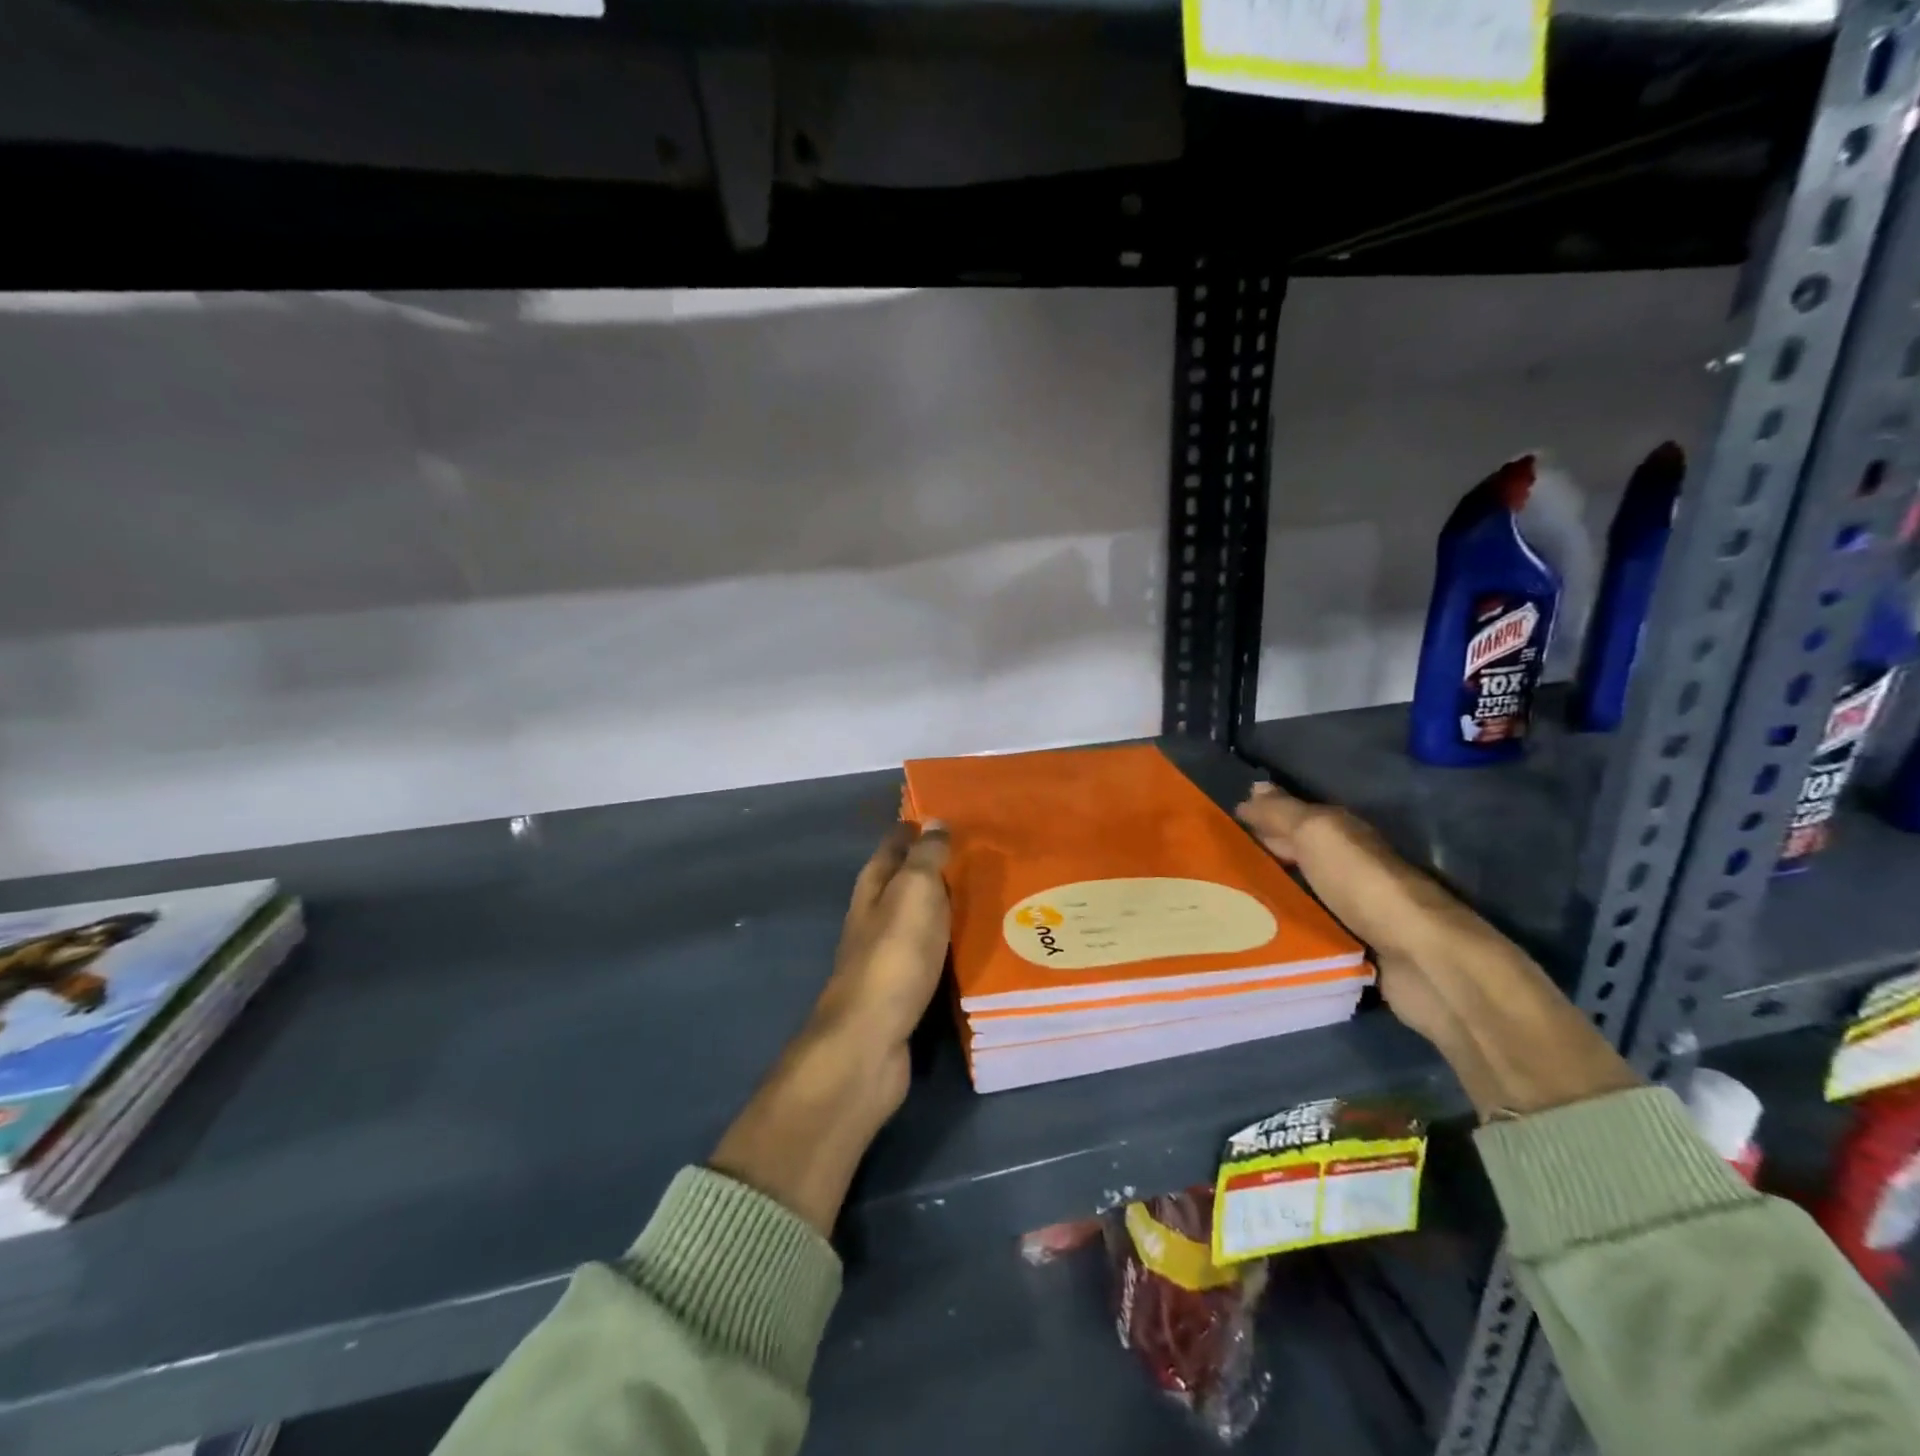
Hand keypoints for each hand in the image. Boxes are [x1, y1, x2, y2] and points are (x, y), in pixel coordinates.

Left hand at [810, 821, 952, 1113]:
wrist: (871, 1039)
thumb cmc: (894, 955)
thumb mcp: (913, 893)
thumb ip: (925, 858)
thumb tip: (934, 821)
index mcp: (873, 888)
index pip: (893, 846)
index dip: (914, 829)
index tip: (946, 815)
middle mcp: (875, 917)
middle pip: (903, 881)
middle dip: (933, 866)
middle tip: (980, 854)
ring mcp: (887, 955)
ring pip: (919, 918)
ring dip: (945, 905)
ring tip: (989, 894)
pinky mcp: (903, 988)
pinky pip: (932, 952)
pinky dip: (951, 941)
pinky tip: (976, 943)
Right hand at [1236, 782, 1639, 1117]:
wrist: (1423, 958)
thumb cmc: (1365, 885)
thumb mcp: (1318, 834)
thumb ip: (1283, 813)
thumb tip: (1253, 789)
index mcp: (1341, 834)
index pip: (1292, 818)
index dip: (1259, 818)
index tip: (1217, 828)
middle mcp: (1347, 866)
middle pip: (1297, 855)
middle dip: (1261, 854)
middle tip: (1215, 865)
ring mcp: (1352, 909)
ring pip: (1300, 892)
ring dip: (1269, 893)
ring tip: (1223, 902)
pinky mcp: (1353, 947)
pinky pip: (1308, 927)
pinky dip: (1285, 924)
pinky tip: (1255, 932)